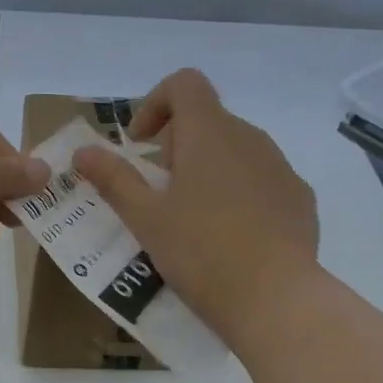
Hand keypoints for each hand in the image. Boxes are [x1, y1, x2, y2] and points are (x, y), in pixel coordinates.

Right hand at [72, 69, 320, 343]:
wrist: (275, 300)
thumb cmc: (200, 252)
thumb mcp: (145, 218)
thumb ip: (113, 179)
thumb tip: (83, 152)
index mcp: (209, 134)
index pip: (184, 83)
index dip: (156, 103)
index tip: (141, 144)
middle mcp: (250, 138)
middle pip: (207, 119)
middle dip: (177, 146)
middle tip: (159, 193)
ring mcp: (280, 168)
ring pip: (235, 150)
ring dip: (207, 169)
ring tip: (192, 218)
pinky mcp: (299, 198)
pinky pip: (261, 179)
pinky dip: (238, 192)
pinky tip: (229, 236)